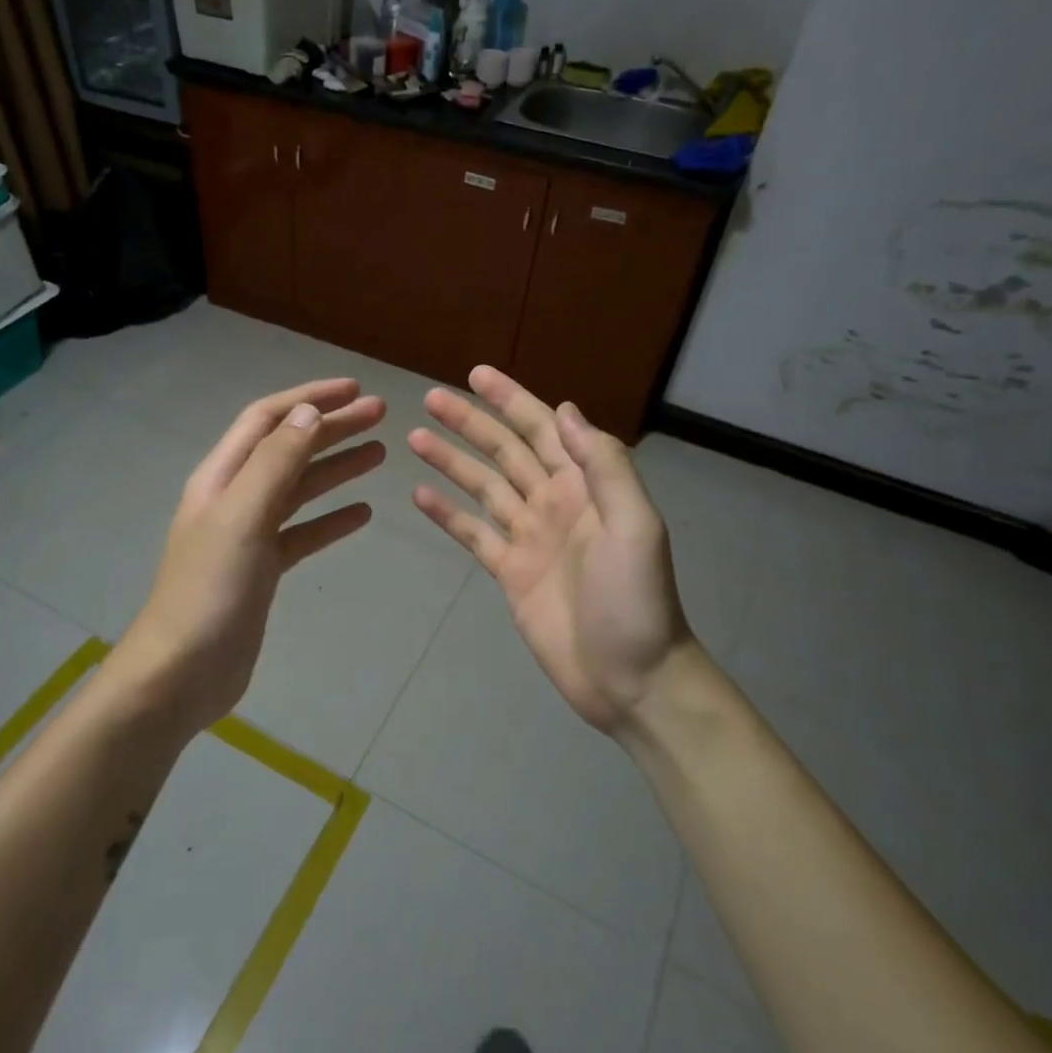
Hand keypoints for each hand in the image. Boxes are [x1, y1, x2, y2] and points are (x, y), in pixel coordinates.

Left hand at [118, 379, 385, 734]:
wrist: (182, 672)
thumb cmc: (210, 590)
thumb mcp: (242, 516)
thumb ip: (275, 462)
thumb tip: (308, 411)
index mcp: (222, 477)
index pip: (268, 419)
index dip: (309, 398)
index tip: (354, 388)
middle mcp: (235, 497)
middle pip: (289, 449)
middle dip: (332, 427)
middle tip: (380, 415)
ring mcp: (248, 535)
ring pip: (299, 488)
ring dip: (336, 467)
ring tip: (379, 454)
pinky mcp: (262, 570)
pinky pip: (303, 532)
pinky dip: (330, 519)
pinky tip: (361, 514)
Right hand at [408, 367, 698, 733]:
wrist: (630, 677)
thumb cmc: (636, 599)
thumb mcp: (635, 525)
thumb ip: (603, 466)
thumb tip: (563, 410)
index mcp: (584, 486)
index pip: (542, 429)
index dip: (510, 399)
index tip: (476, 375)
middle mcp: (553, 503)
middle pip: (504, 451)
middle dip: (470, 423)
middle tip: (430, 399)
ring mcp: (529, 537)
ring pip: (483, 487)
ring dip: (451, 461)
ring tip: (415, 437)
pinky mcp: (509, 573)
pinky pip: (473, 534)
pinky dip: (448, 514)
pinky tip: (420, 496)